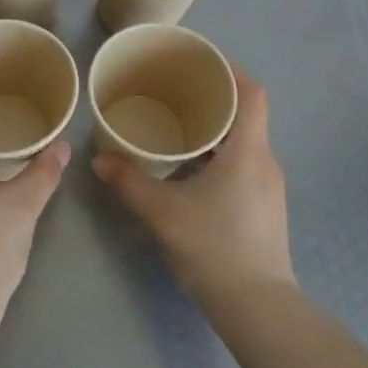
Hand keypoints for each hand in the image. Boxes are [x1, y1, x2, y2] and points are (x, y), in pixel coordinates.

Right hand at [92, 64, 293, 309]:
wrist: (256, 306)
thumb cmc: (215, 248)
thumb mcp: (164, 213)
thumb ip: (130, 182)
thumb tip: (100, 160)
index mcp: (248, 151)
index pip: (250, 92)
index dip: (229, 70)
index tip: (199, 61)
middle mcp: (264, 161)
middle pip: (245, 113)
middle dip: (212, 97)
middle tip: (175, 90)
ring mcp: (267, 186)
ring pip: (242, 140)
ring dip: (214, 129)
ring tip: (176, 125)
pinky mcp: (262, 206)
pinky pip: (241, 163)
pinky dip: (217, 154)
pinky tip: (188, 168)